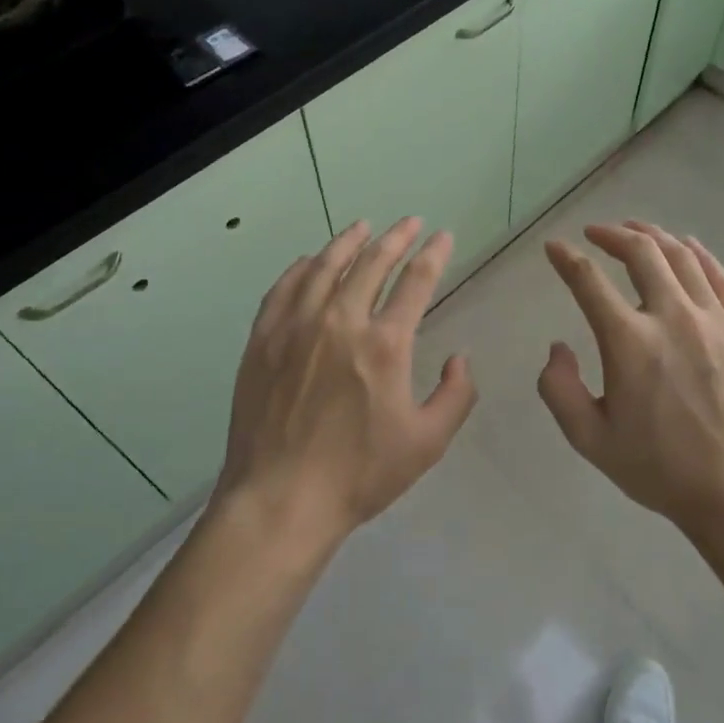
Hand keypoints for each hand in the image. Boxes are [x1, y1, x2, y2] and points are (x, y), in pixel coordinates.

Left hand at [216, 217, 476, 548]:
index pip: (416, 282)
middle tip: (409, 222)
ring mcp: (297, 326)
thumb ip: (455, 395)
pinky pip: (285, 288)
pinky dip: (302, 268)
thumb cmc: (359, 474)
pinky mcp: (264, 339)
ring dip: (348, 242)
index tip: (443, 236)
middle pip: (372, 263)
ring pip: (326, 267)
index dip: (433, 254)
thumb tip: (460, 358)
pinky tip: (311, 261)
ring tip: (363, 226)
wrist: (280, 500)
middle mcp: (341, 321)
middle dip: (396, 237)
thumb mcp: (427, 443)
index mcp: (385, 344)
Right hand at [538, 222, 723, 536]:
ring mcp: (714, 321)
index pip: (588, 281)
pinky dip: (700, 254)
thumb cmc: (660, 469)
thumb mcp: (590, 439)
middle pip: (641, 252)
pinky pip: (721, 278)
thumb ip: (559, 389)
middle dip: (613, 234)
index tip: (554, 248)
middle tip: (596, 232)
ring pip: (682, 257)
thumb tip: (558, 347)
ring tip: (636, 230)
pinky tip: (688, 247)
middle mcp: (671, 317)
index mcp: (629, 342)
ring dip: (654, 236)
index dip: (566, 258)